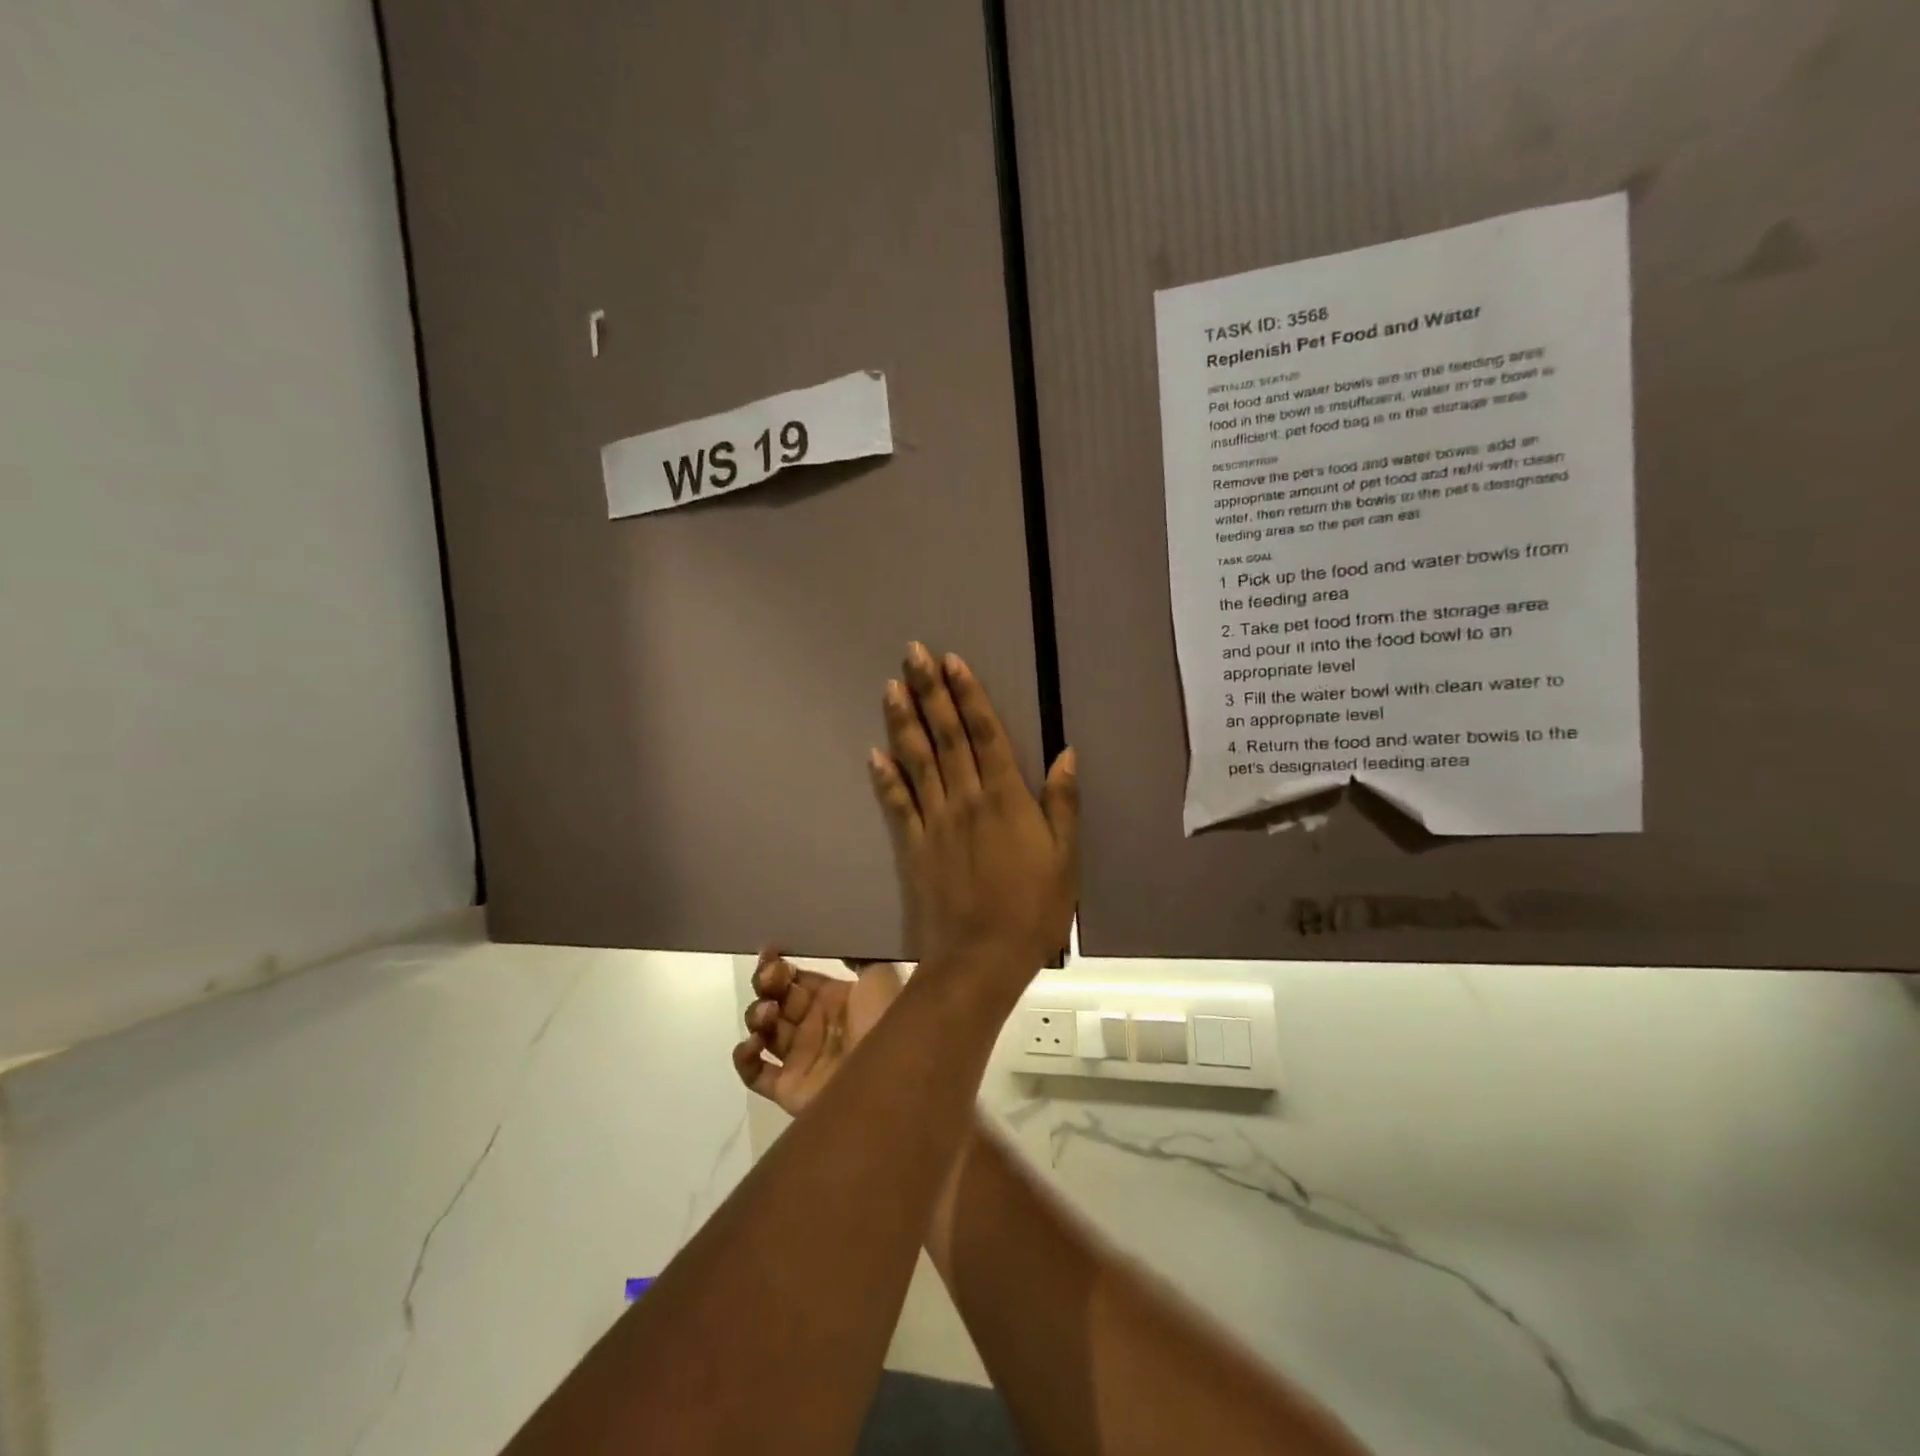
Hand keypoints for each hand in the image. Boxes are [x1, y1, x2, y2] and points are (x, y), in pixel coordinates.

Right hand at [732, 950, 904, 1115]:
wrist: (893, 1076)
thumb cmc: (887, 1019)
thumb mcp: (881, 975)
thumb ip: (858, 955)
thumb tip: (837, 937)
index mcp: (834, 998)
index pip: (797, 978)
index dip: (780, 965)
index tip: (770, 953)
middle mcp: (814, 1025)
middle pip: (776, 999)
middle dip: (766, 984)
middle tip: (770, 978)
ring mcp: (800, 1057)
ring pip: (763, 1030)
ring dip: (757, 1015)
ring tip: (769, 1012)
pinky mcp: (788, 1088)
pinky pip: (753, 1074)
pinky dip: (745, 1058)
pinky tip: (754, 1043)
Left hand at [870, 643, 1077, 976]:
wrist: (981, 960)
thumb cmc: (1033, 911)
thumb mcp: (1065, 859)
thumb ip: (1063, 804)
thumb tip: (1067, 754)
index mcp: (1006, 799)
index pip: (984, 734)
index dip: (968, 695)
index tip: (951, 661)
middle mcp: (966, 800)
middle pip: (946, 736)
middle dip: (930, 692)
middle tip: (912, 653)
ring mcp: (935, 821)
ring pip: (917, 761)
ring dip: (904, 721)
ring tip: (891, 686)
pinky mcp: (913, 846)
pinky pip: (897, 804)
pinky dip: (885, 777)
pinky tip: (874, 752)